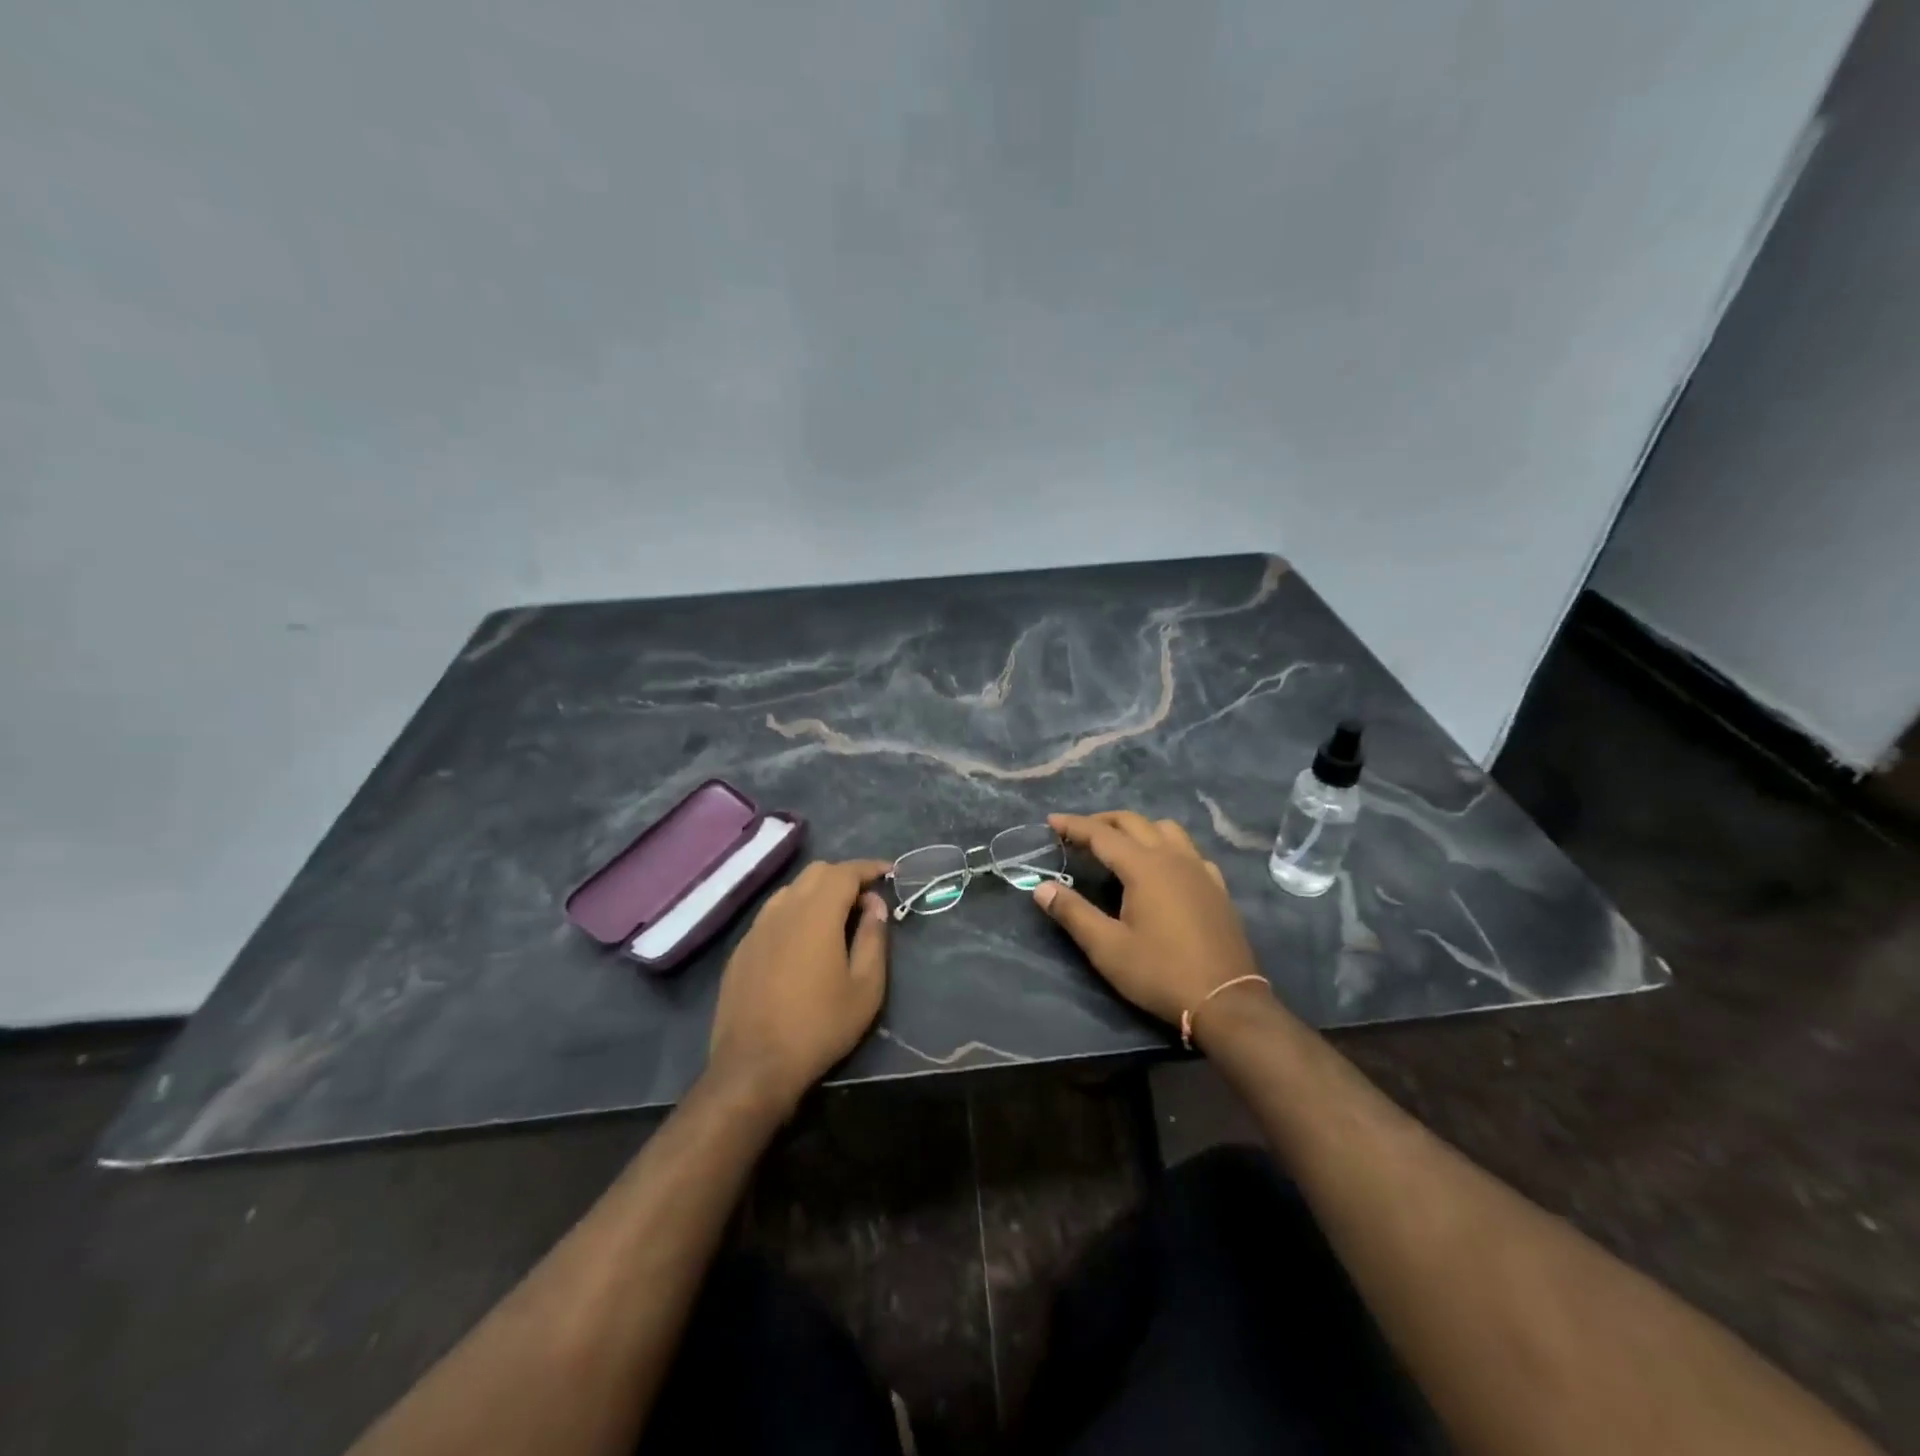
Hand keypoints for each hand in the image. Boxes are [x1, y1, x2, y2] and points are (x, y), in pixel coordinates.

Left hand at [706, 859, 891, 1116]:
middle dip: (844, 877)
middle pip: (815, 872)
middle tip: (866, 901)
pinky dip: (794, 913)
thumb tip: (875, 905)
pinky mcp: (741, 950)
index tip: (889, 873)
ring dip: (817, 893)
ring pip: (790, 890)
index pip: (845, 872)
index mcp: (816, 914)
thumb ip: (873, 938)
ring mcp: (756, 929)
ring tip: (835, 919)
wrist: (753, 1067)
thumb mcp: (865, 988)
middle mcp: (782, 910)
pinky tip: (802, 944)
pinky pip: (772, 915)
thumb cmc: (819, 1027)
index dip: (869, 868)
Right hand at [1035, 811, 1263, 1028]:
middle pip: (1134, 822)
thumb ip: (1073, 912)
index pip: (1101, 835)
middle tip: (1078, 833)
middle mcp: (1173, 857)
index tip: (1051, 820)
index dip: (1073, 825)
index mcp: (1144, 867)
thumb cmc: (1160, 973)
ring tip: (1119, 845)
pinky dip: (1167, 847)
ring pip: (1166, 829)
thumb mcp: (1107, 947)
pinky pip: (1189, 851)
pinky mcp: (1216, 887)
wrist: (1225, 1001)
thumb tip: (1041, 887)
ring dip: (1137, 828)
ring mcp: (1200, 869)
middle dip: (1102, 821)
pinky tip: (1162, 868)